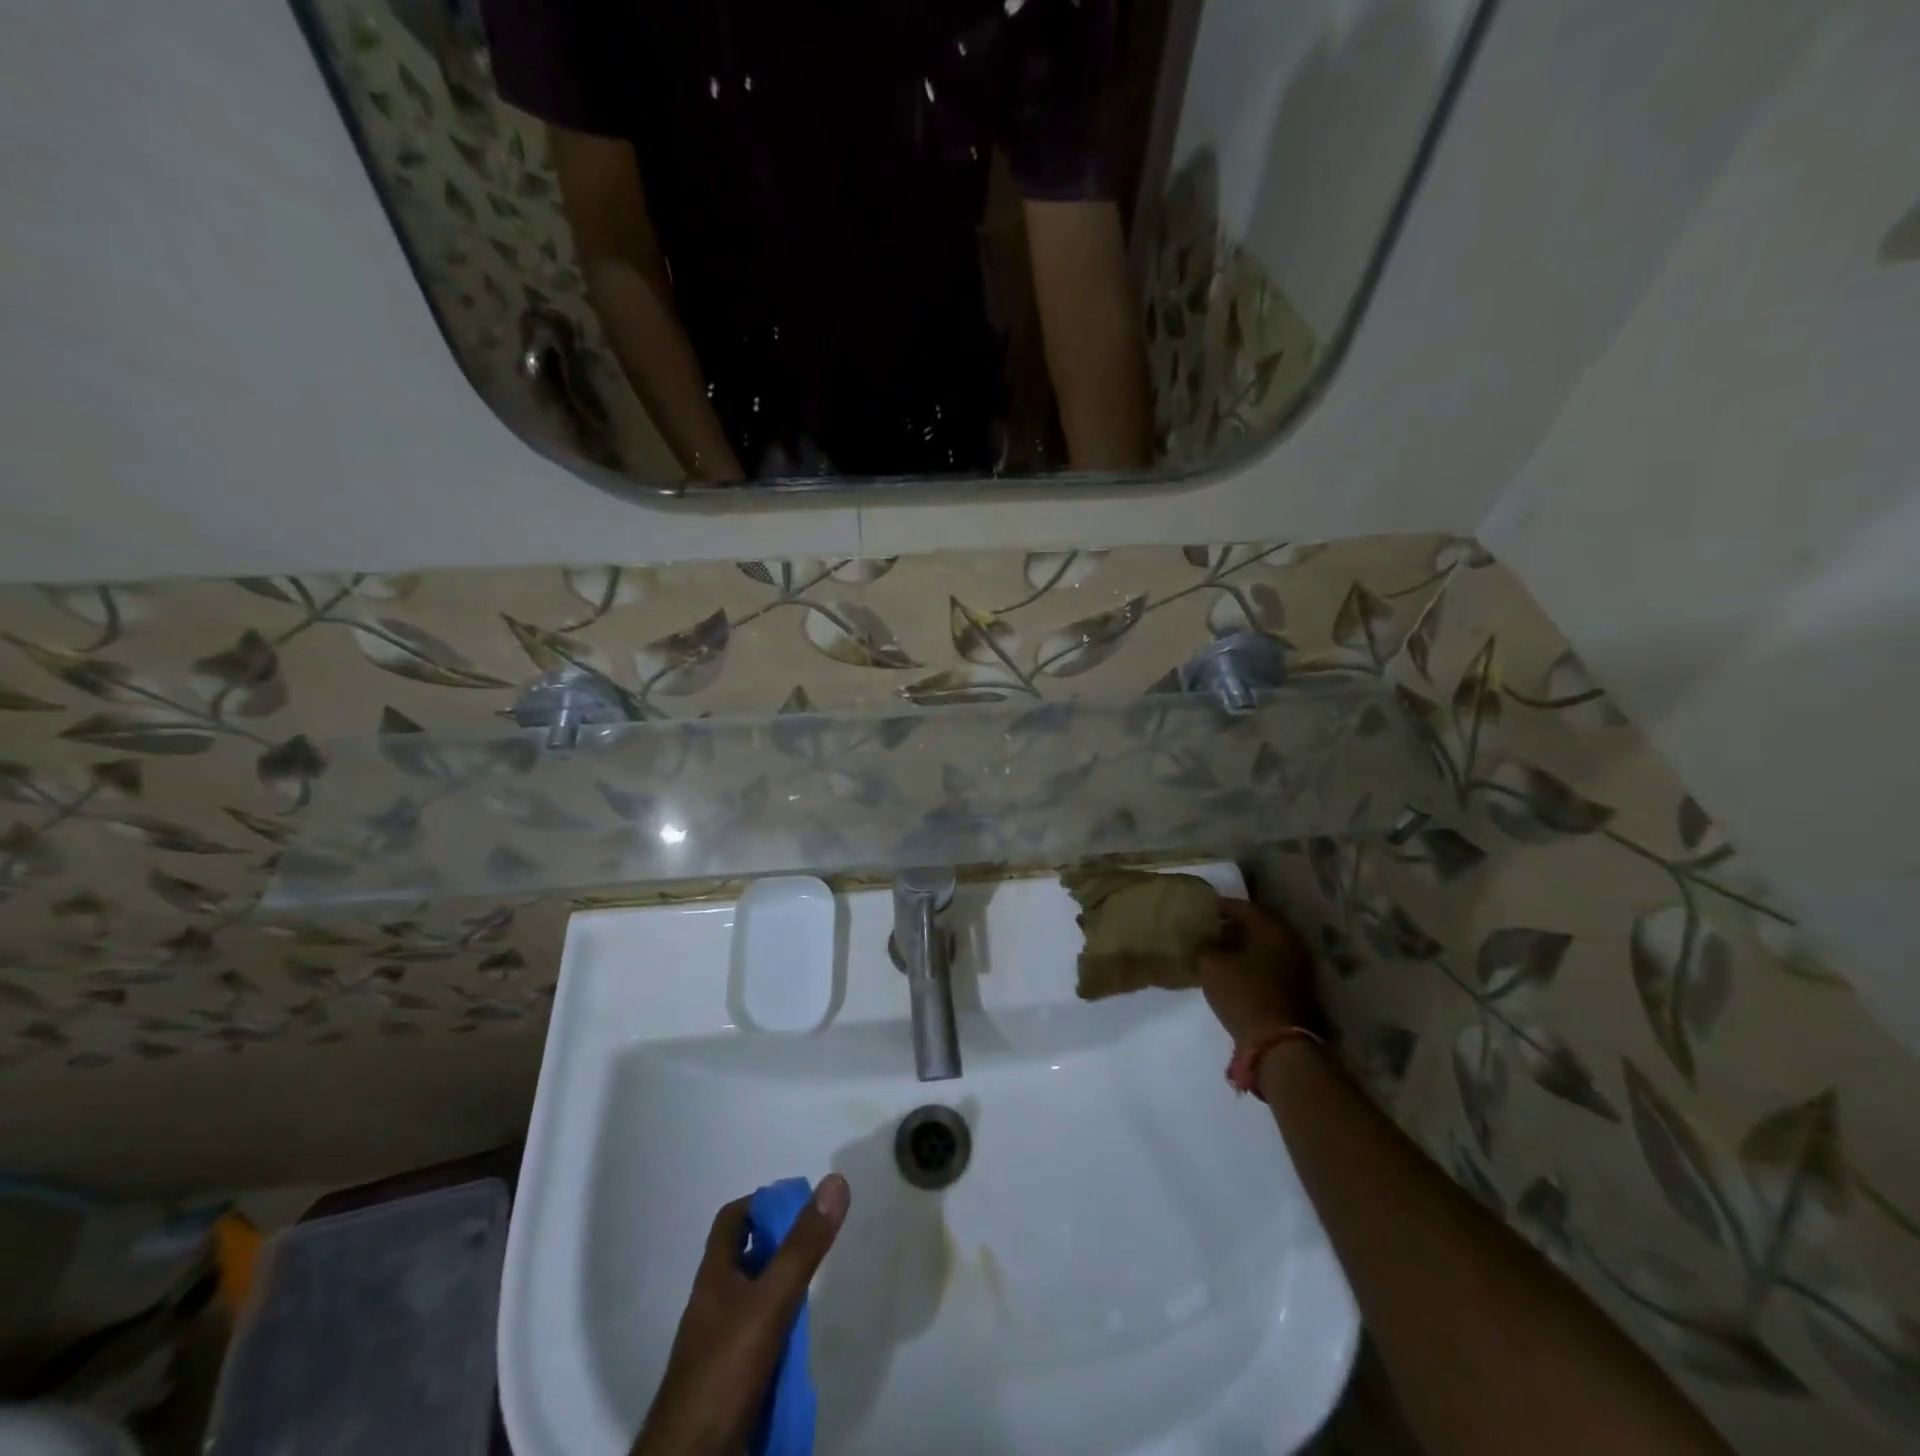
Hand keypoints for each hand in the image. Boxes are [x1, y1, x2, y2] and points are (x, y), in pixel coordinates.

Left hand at [631, 1175, 850, 1455]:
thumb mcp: (770, 1301)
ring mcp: (716, 1344)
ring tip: (815, 1289)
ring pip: (752, 1299)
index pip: (733, 1219)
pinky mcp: (726, 1380)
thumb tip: (834, 1182)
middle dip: (779, 1247)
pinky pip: (755, 1339)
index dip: (763, 1203)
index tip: (799, 1204)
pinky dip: (778, 1331)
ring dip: (780, 1289)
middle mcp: (712, 1304)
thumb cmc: (724, 1370)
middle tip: (815, 1245)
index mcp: (713, 1276)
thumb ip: (802, 1247)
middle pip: (745, 1258)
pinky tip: (799, 1342)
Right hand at [1197, 898, 1317, 1046]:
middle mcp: (1289, 942)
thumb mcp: (1211, 966)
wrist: (1277, 1043)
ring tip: (1213, 950)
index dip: (1220, 906)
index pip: (1243, 907)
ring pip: (1261, 946)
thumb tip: (1201, 940)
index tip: (1200, 907)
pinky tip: (1228, 969)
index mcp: (1272, 929)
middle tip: (1205, 928)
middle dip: (1229, 926)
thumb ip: (1203, 946)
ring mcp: (1296, 967)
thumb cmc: (1243, 994)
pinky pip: (1266, 964)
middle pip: (1255, 926)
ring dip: (1238, 946)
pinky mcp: (1294, 988)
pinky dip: (1248, 962)